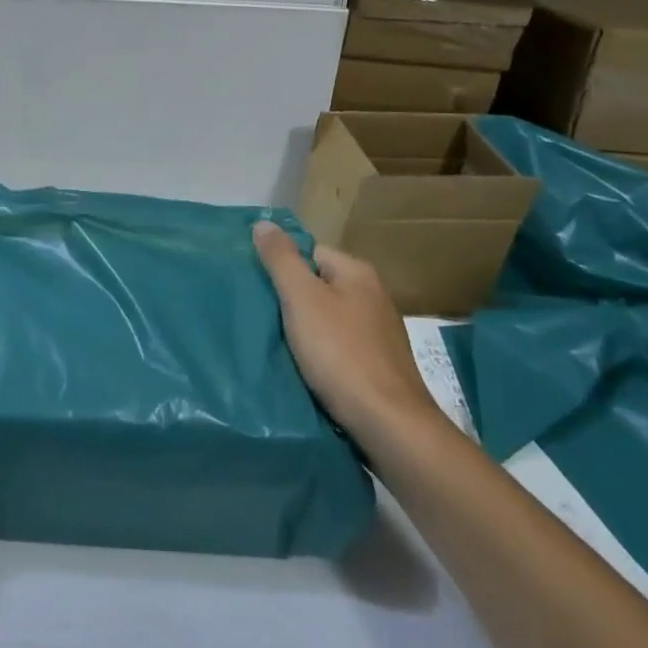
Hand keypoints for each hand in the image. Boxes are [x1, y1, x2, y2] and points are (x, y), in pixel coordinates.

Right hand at [253, 221, 439, 445]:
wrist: (389, 424)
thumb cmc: (341, 354)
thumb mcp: (302, 299)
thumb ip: (281, 259)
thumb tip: (264, 222)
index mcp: (357, 272)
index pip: (309, 252)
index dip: (282, 267)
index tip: (258, 288)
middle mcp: (373, 295)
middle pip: (318, 285)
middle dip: (292, 299)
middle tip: (263, 315)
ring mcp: (380, 332)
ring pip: (328, 318)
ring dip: (305, 329)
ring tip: (277, 343)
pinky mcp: (380, 365)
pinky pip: (340, 346)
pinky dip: (322, 353)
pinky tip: (307, 368)